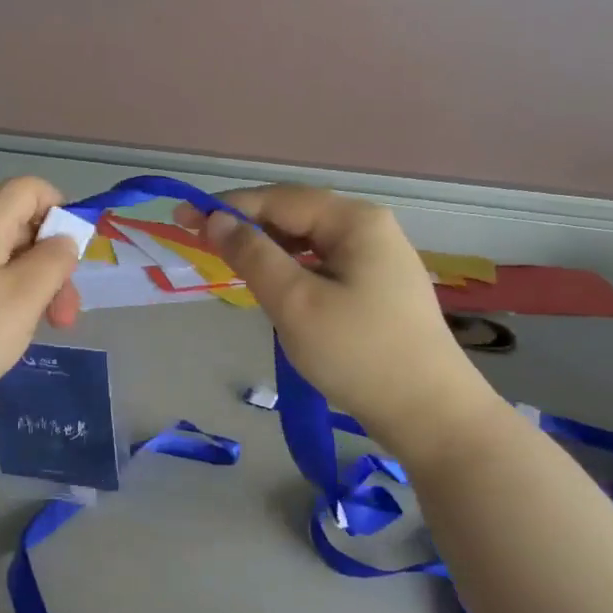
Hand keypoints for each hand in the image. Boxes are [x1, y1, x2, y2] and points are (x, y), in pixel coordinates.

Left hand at [0, 177, 81, 431]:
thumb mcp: (24, 297)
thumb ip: (54, 260)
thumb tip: (62, 238)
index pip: (29, 188)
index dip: (60, 211)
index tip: (72, 261)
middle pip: (17, 225)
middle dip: (50, 264)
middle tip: (63, 317)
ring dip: (29, 287)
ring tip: (33, 331)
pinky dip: (0, 300)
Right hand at [175, 186, 495, 454]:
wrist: (429, 413)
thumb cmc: (357, 353)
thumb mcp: (294, 302)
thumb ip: (252, 255)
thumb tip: (216, 220)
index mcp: (354, 221)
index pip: (279, 199)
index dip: (228, 207)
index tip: (183, 219)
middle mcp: (370, 228)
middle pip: (296, 215)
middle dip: (247, 226)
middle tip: (202, 244)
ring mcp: (379, 258)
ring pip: (308, 241)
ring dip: (268, 249)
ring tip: (232, 266)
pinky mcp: (378, 287)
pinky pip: (323, 264)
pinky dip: (292, 269)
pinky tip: (276, 288)